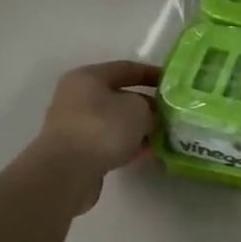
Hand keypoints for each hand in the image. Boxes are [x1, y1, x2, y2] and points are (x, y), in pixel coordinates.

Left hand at [30, 60, 158, 210]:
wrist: (66, 172)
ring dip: (138, 128)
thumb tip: (151, 115)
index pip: (126, 68)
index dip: (152, 74)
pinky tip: (147, 153)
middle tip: (171, 114)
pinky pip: (109, 142)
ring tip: (163, 136)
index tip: (173, 82)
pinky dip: (127, 145)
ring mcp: (75, 125)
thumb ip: (150, 107)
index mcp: (88, 77)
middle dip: (147, 105)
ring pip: (115, 122)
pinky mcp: (77, 151)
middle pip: (120, 96)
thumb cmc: (103, 127)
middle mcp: (77, 97)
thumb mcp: (139, 109)